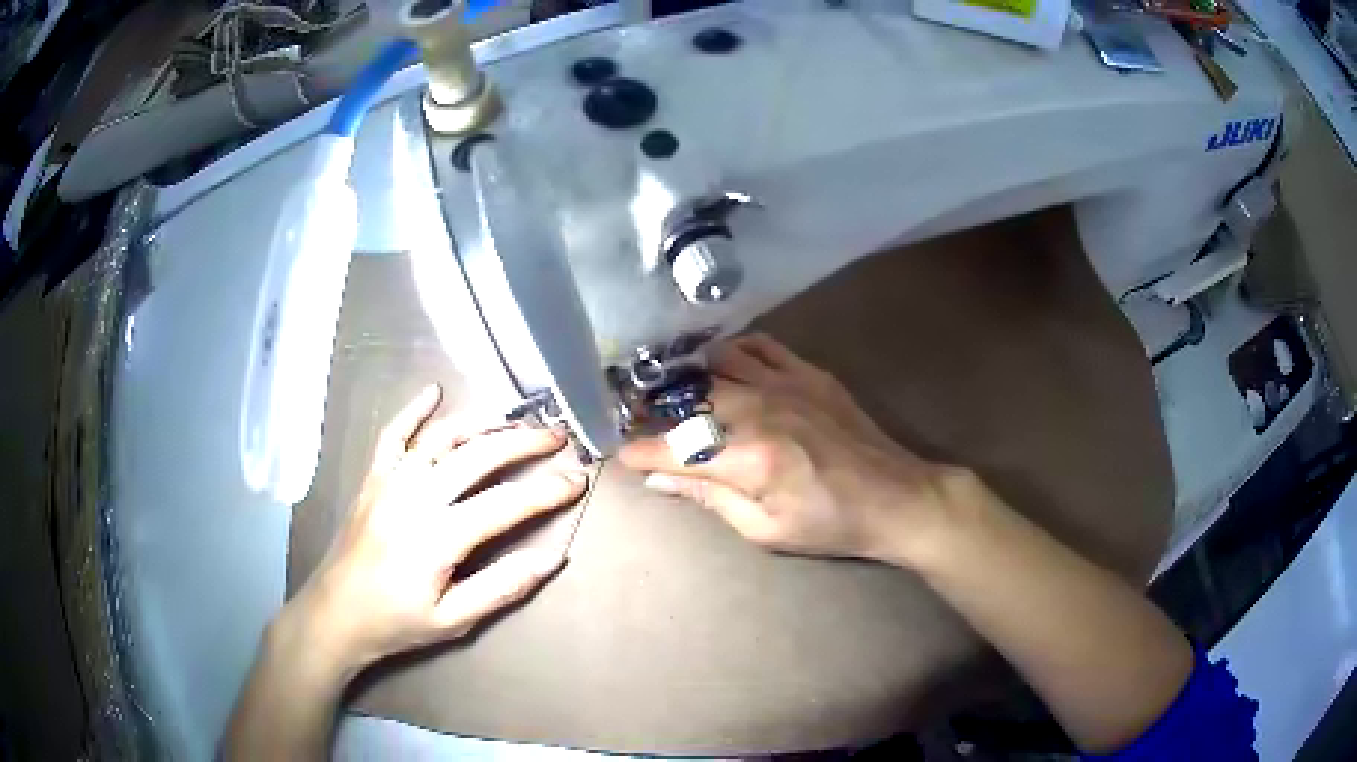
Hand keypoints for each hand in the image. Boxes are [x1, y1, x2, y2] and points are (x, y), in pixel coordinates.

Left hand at [285, 384, 586, 676]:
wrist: (337, 613)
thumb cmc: (397, 622)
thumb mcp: (455, 621)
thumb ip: (502, 587)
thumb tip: (552, 558)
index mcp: (438, 538)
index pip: (504, 504)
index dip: (546, 491)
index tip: (578, 480)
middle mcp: (415, 498)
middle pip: (477, 457)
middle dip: (523, 443)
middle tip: (557, 437)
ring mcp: (390, 482)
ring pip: (441, 438)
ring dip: (481, 422)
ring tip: (515, 417)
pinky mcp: (373, 478)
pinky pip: (393, 434)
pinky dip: (414, 410)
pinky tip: (434, 391)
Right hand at [620, 334, 968, 566]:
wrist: (895, 496)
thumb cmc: (830, 524)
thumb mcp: (764, 530)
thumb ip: (709, 497)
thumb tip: (660, 477)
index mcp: (748, 458)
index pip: (673, 448)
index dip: (639, 451)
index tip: (623, 454)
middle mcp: (760, 409)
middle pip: (688, 399)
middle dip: (655, 411)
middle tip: (643, 422)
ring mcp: (786, 383)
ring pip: (716, 363)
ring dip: (688, 377)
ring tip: (674, 392)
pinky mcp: (808, 372)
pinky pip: (759, 345)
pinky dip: (732, 351)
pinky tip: (723, 367)